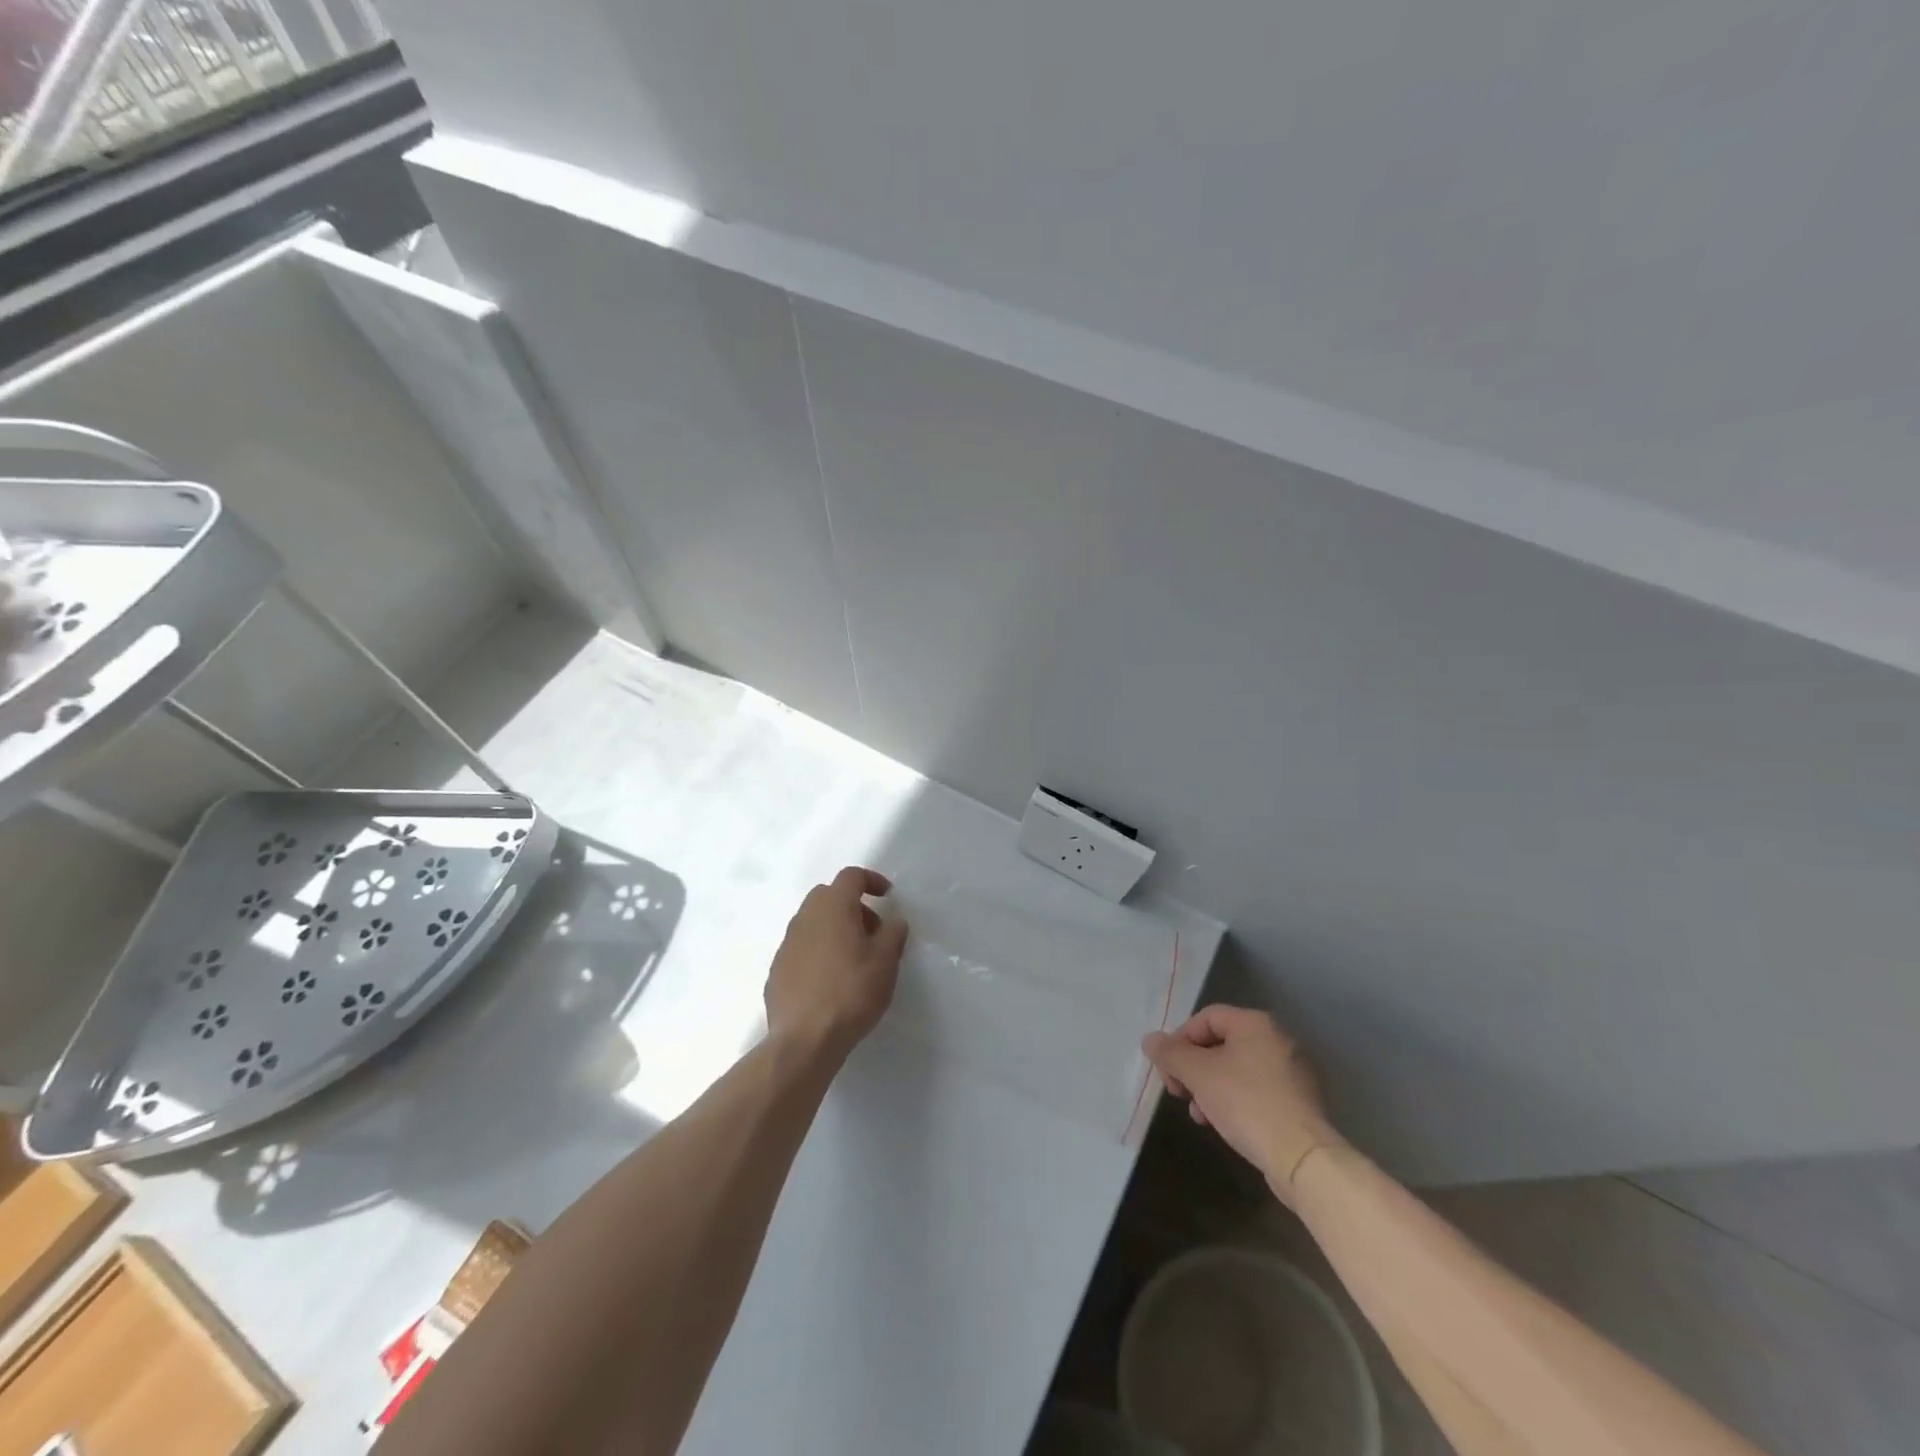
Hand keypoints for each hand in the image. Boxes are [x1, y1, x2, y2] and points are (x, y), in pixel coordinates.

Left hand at [765, 867, 908, 1060]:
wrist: (805, 1039)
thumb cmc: (851, 991)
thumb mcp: (886, 962)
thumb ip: (893, 933)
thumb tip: (893, 921)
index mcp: (833, 906)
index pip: (851, 876)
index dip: (872, 880)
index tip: (887, 896)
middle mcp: (805, 917)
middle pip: (828, 896)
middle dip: (852, 906)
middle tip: (872, 931)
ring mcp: (786, 943)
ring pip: (813, 922)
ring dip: (834, 929)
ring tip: (854, 959)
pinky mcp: (777, 970)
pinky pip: (802, 948)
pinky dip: (819, 952)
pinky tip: (831, 981)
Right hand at [1143, 1006, 1345, 1201]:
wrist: (1302, 1158)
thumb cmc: (1246, 1103)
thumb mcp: (1198, 1074)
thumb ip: (1170, 1053)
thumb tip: (1150, 1040)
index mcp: (1255, 1023)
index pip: (1205, 1018)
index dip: (1180, 1040)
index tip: (1169, 1070)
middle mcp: (1277, 1039)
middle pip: (1220, 1044)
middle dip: (1193, 1068)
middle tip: (1180, 1092)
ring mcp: (1292, 1072)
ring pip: (1237, 1069)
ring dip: (1210, 1087)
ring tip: (1200, 1115)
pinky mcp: (1299, 1102)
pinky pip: (1256, 1090)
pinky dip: (1235, 1101)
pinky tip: (1224, 1124)